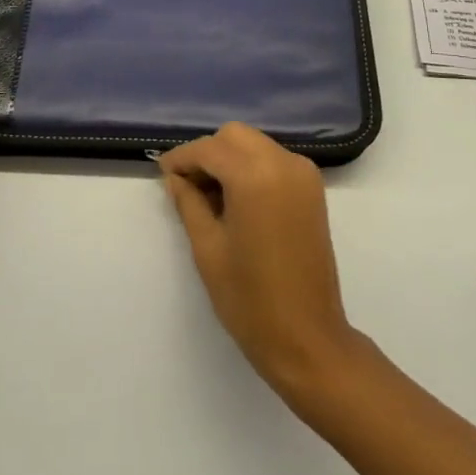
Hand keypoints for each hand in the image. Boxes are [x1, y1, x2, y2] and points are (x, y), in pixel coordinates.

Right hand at [160, 123, 365, 401]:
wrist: (308, 338)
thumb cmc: (250, 299)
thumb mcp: (208, 248)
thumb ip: (189, 203)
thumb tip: (175, 177)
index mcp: (255, 175)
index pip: (210, 149)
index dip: (182, 158)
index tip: (162, 173)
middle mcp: (284, 163)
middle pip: (235, 136)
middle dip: (208, 153)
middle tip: (186, 186)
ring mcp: (303, 174)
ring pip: (256, 144)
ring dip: (230, 158)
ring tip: (209, 196)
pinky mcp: (313, 189)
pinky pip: (274, 160)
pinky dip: (252, 167)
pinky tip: (236, 199)